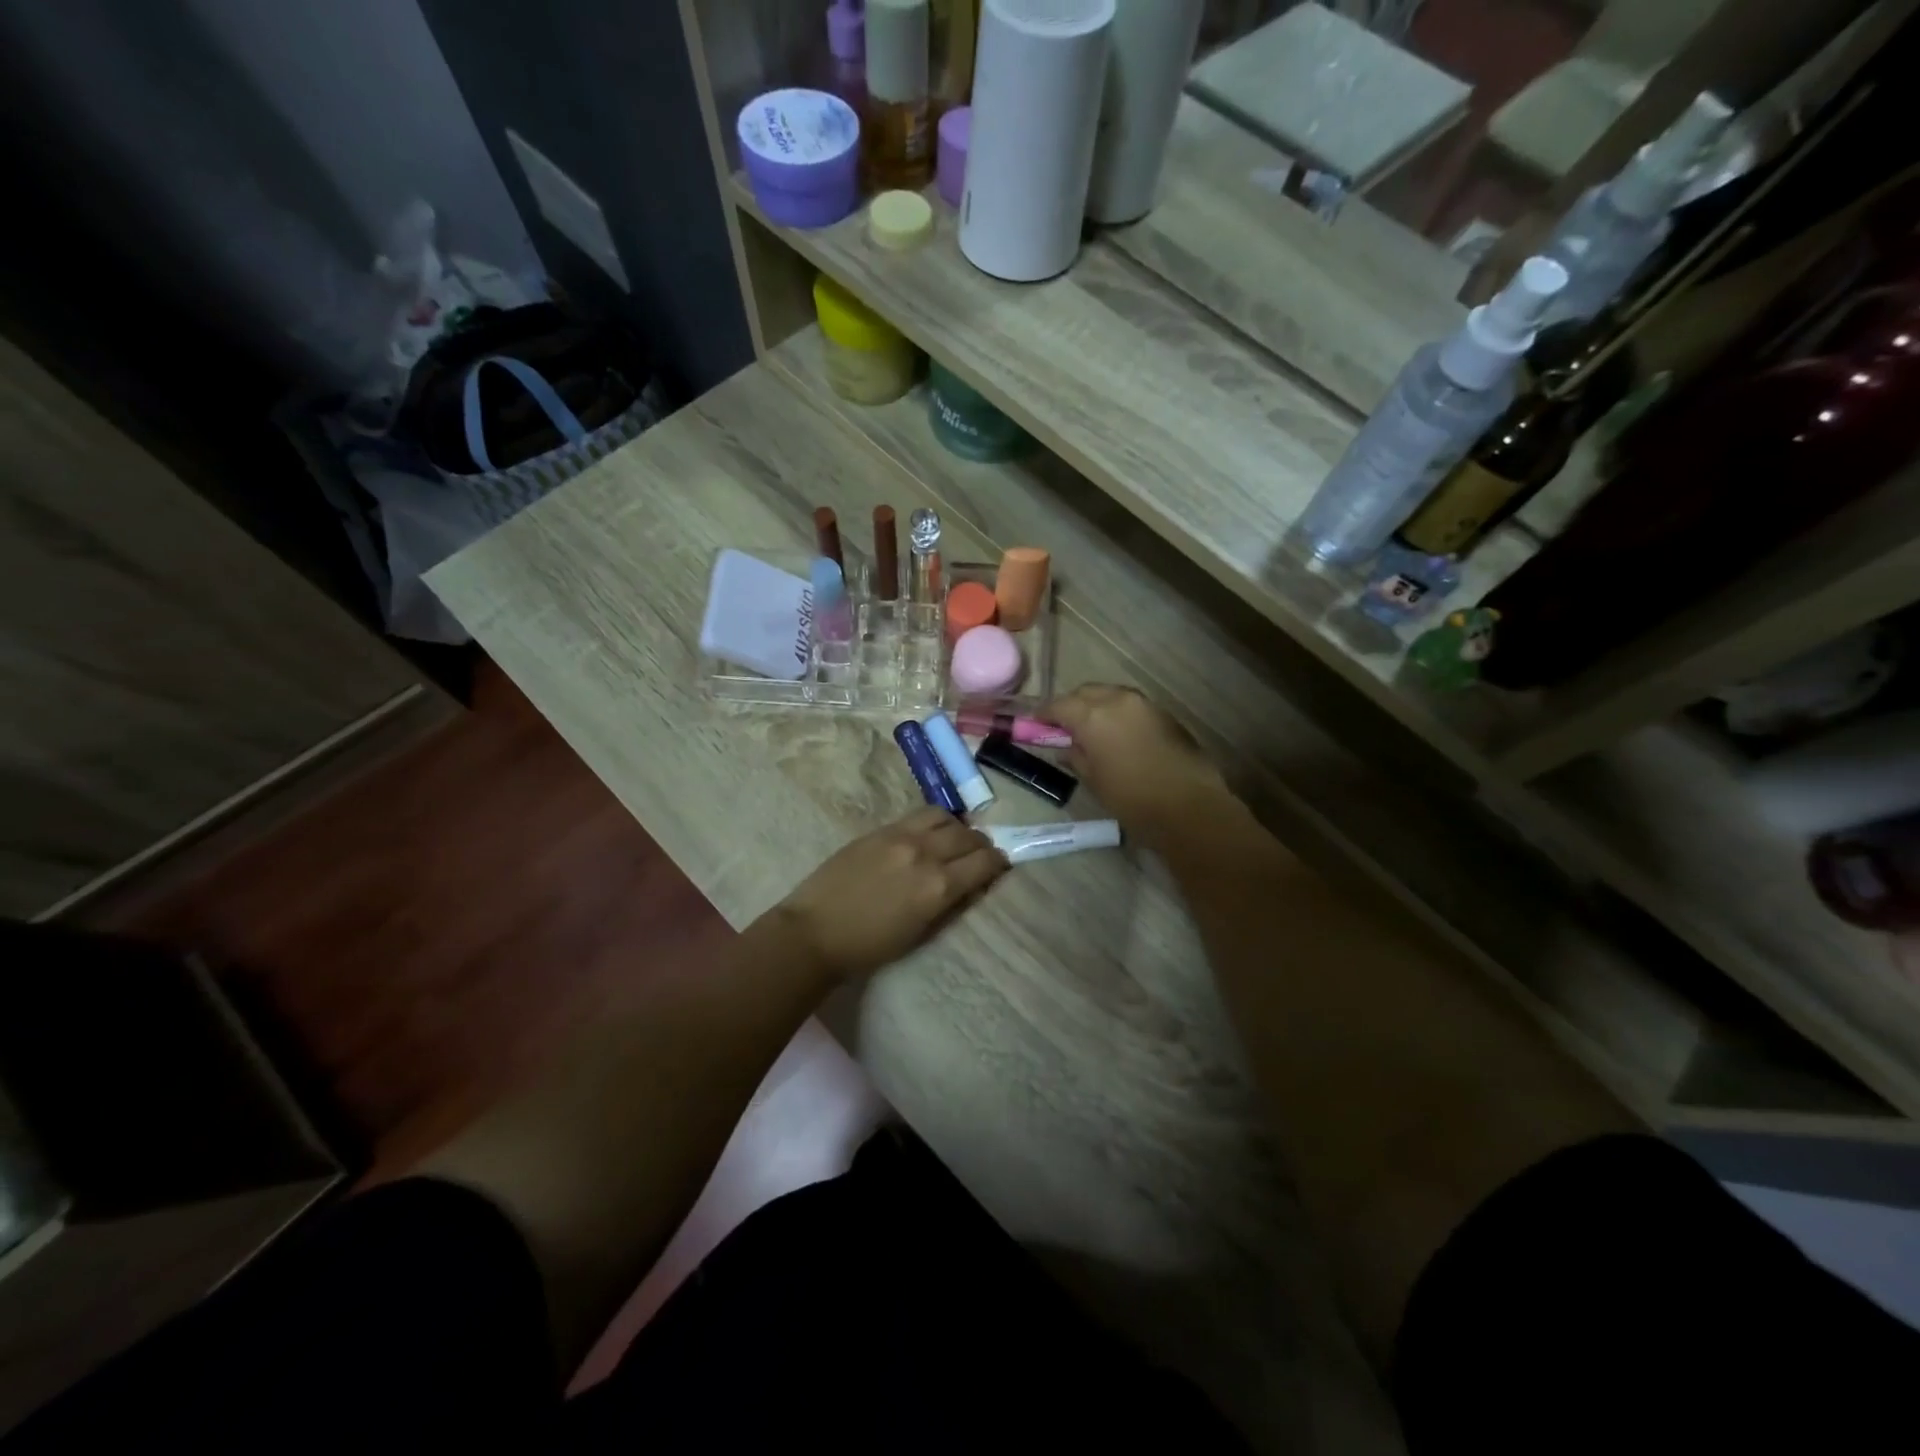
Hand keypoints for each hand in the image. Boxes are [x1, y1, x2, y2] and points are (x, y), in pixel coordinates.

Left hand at [770, 809, 1008, 981]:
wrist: (815, 931)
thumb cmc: (870, 946)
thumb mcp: (921, 933)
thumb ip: (951, 904)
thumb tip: (973, 885)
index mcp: (938, 886)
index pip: (984, 862)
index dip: (998, 864)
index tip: (1000, 867)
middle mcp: (925, 853)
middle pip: (969, 836)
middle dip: (981, 845)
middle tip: (980, 855)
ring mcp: (901, 836)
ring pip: (945, 817)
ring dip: (957, 828)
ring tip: (953, 841)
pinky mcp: (880, 829)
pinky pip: (918, 816)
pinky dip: (933, 823)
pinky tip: (928, 835)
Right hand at [1042, 685, 1227, 842]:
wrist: (1189, 806)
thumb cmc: (1132, 798)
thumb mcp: (1093, 780)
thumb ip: (1075, 755)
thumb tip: (1067, 745)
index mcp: (1093, 715)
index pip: (1058, 705)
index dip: (1043, 715)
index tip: (1034, 725)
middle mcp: (1117, 700)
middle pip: (1084, 692)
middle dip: (1070, 705)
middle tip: (1061, 727)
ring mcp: (1144, 704)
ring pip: (1110, 694)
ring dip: (1095, 706)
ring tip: (1089, 729)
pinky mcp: (1164, 714)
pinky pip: (1130, 705)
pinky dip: (1117, 713)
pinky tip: (1116, 734)